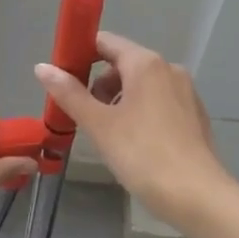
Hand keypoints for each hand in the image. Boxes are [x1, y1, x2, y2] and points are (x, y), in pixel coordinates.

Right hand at [34, 32, 225, 224]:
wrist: (196, 195)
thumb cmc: (142, 155)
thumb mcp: (99, 124)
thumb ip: (69, 93)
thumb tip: (42, 67)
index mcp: (146, 64)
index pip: (105, 42)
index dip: (80, 55)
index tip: (62, 79)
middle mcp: (169, 69)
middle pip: (123, 64)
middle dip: (98, 84)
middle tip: (81, 115)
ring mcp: (186, 92)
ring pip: (142, 85)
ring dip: (118, 101)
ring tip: (105, 133)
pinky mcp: (194, 116)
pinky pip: (158, 103)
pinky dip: (140, 113)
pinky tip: (133, 144)